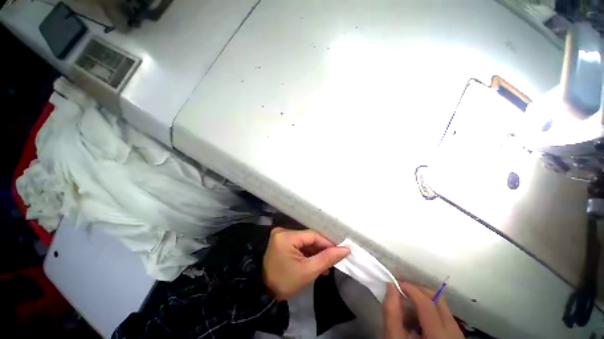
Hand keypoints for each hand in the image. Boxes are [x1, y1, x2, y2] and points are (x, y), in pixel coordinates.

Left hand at [262, 227, 349, 300]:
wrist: (265, 293)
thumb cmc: (285, 283)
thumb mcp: (308, 271)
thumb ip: (327, 258)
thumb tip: (346, 249)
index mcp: (286, 236)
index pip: (313, 235)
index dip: (327, 243)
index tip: (339, 252)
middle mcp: (283, 231)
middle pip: (309, 238)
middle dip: (321, 250)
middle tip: (333, 261)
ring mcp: (282, 236)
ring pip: (305, 242)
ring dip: (316, 253)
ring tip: (326, 266)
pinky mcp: (282, 242)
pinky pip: (299, 244)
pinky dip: (308, 253)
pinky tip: (316, 263)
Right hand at [383, 282, 463, 338]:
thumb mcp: (394, 338)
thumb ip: (391, 312)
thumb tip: (391, 286)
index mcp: (439, 336)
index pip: (427, 304)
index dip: (410, 288)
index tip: (395, 282)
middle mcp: (454, 334)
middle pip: (438, 299)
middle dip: (417, 290)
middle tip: (401, 290)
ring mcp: (458, 335)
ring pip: (442, 306)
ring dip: (422, 301)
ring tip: (406, 310)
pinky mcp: (457, 337)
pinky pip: (444, 316)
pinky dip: (429, 312)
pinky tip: (416, 321)